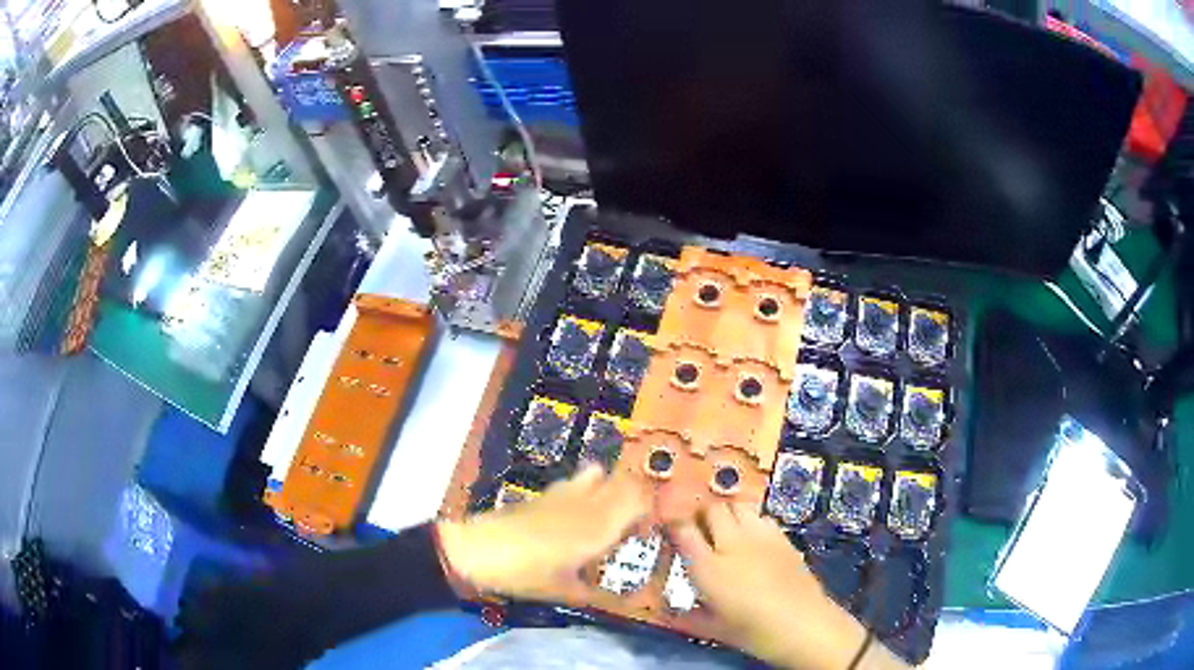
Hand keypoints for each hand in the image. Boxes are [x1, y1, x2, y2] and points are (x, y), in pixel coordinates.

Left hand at [437, 465, 647, 604]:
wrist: (477, 551)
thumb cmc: (525, 575)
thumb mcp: (564, 592)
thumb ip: (594, 594)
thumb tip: (615, 599)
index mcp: (599, 526)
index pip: (640, 499)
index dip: (653, 510)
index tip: (651, 532)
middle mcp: (587, 503)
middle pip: (626, 482)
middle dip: (638, 498)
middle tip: (635, 525)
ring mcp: (564, 494)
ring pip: (602, 475)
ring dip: (613, 489)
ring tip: (609, 516)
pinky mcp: (544, 494)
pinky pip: (578, 481)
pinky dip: (588, 488)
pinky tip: (578, 513)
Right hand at [672, 504, 905, 669]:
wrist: (803, 625)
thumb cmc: (754, 633)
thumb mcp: (713, 628)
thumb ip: (688, 615)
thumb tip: (669, 611)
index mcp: (708, 568)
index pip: (682, 530)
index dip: (673, 523)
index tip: (669, 526)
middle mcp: (732, 544)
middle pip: (712, 509)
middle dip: (701, 515)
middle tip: (698, 529)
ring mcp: (760, 536)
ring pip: (738, 505)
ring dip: (727, 513)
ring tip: (725, 529)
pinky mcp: (782, 536)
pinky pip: (761, 515)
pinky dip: (751, 520)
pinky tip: (752, 537)